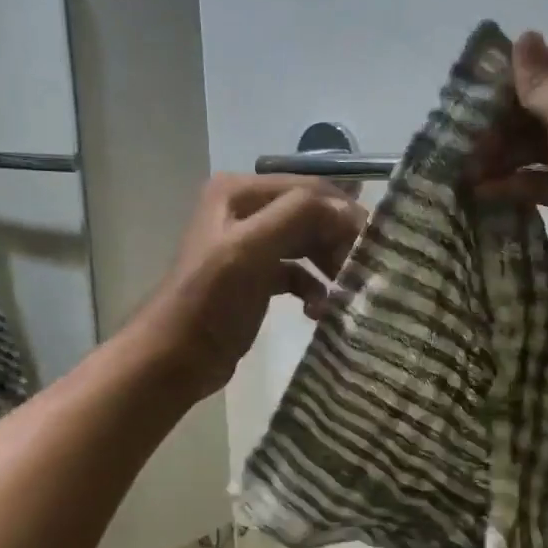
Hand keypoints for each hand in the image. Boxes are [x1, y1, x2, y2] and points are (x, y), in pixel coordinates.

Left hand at [136, 175, 365, 399]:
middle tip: (362, 271)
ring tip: (346, 291)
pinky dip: (313, 289)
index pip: (308, 189)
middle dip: (338, 241)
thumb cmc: (210, 300)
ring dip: (329, 266)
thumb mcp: (250, 249)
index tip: (373, 244)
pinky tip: (318, 311)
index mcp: (240, 192)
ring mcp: (251, 245)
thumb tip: (347, 207)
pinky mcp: (256, 278)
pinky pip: (297, 274)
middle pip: (310, 216)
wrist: (174, 358)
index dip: (342, 212)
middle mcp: (245, 210)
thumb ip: (297, 215)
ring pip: (307, 245)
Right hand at [473, 32, 547, 299]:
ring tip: (463, 163)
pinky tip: (481, 189)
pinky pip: (542, 180)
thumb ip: (542, 79)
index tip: (476, 87)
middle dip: (503, 117)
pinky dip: (515, 182)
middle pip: (544, 105)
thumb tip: (524, 36)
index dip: (518, 72)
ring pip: (539, 144)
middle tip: (462, 131)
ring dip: (503, 152)